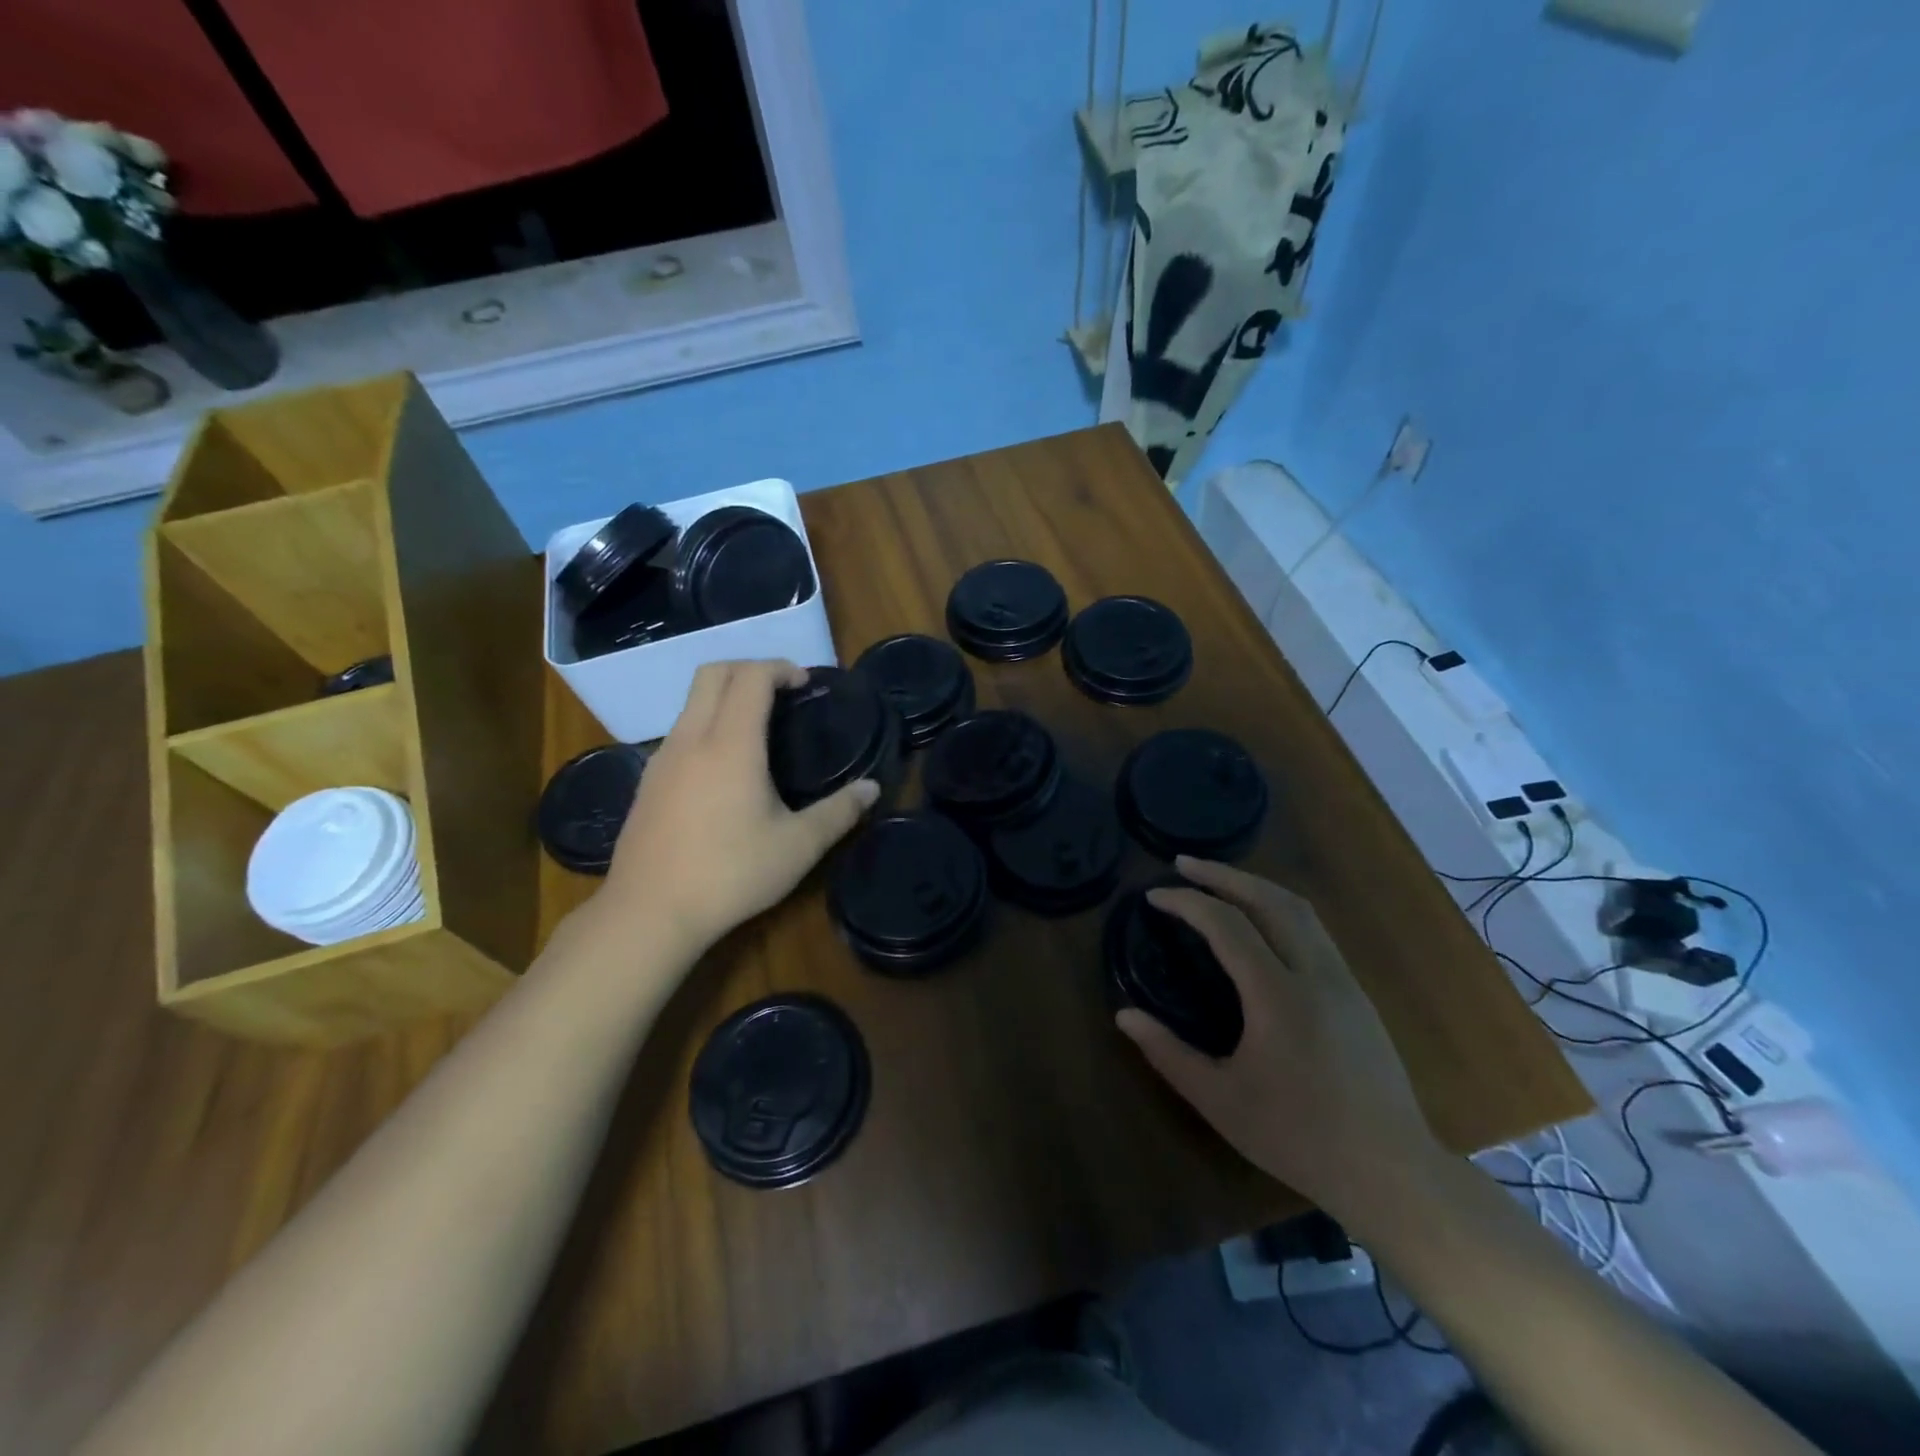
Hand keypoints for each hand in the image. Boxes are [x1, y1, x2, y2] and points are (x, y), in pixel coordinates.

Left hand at [592, 660, 877, 957]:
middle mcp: (691, 739)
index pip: (751, 676)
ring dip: (726, 697)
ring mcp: (661, 759)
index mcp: (730, 744)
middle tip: (782, 693)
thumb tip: (872, 788)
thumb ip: (839, 812)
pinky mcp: (647, 782)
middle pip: (712, 673)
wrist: (648, 913)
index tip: (805, 684)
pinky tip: (725, 770)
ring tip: (759, 729)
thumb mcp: (798, 847)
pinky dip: (707, 726)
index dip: (780, 668)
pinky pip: (680, 732)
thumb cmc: (730, 874)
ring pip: (691, 702)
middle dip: (750, 669)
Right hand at [1116, 857, 1441, 1214]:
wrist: (1392, 1173)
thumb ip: (1168, 1053)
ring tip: (1218, 881)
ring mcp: (1343, 981)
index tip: (1153, 897)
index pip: (1227, 925)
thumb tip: (1124, 1014)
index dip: (1187, 903)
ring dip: (1254, 885)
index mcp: (1279, 997)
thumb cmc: (1299, 1138)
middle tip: (1184, 864)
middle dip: (1223, 874)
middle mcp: (1316, 975)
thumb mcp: (1221, 1101)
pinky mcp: (1357, 993)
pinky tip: (1259, 922)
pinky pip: (1314, 930)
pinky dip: (1278, 908)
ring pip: (1300, 909)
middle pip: (1271, 899)